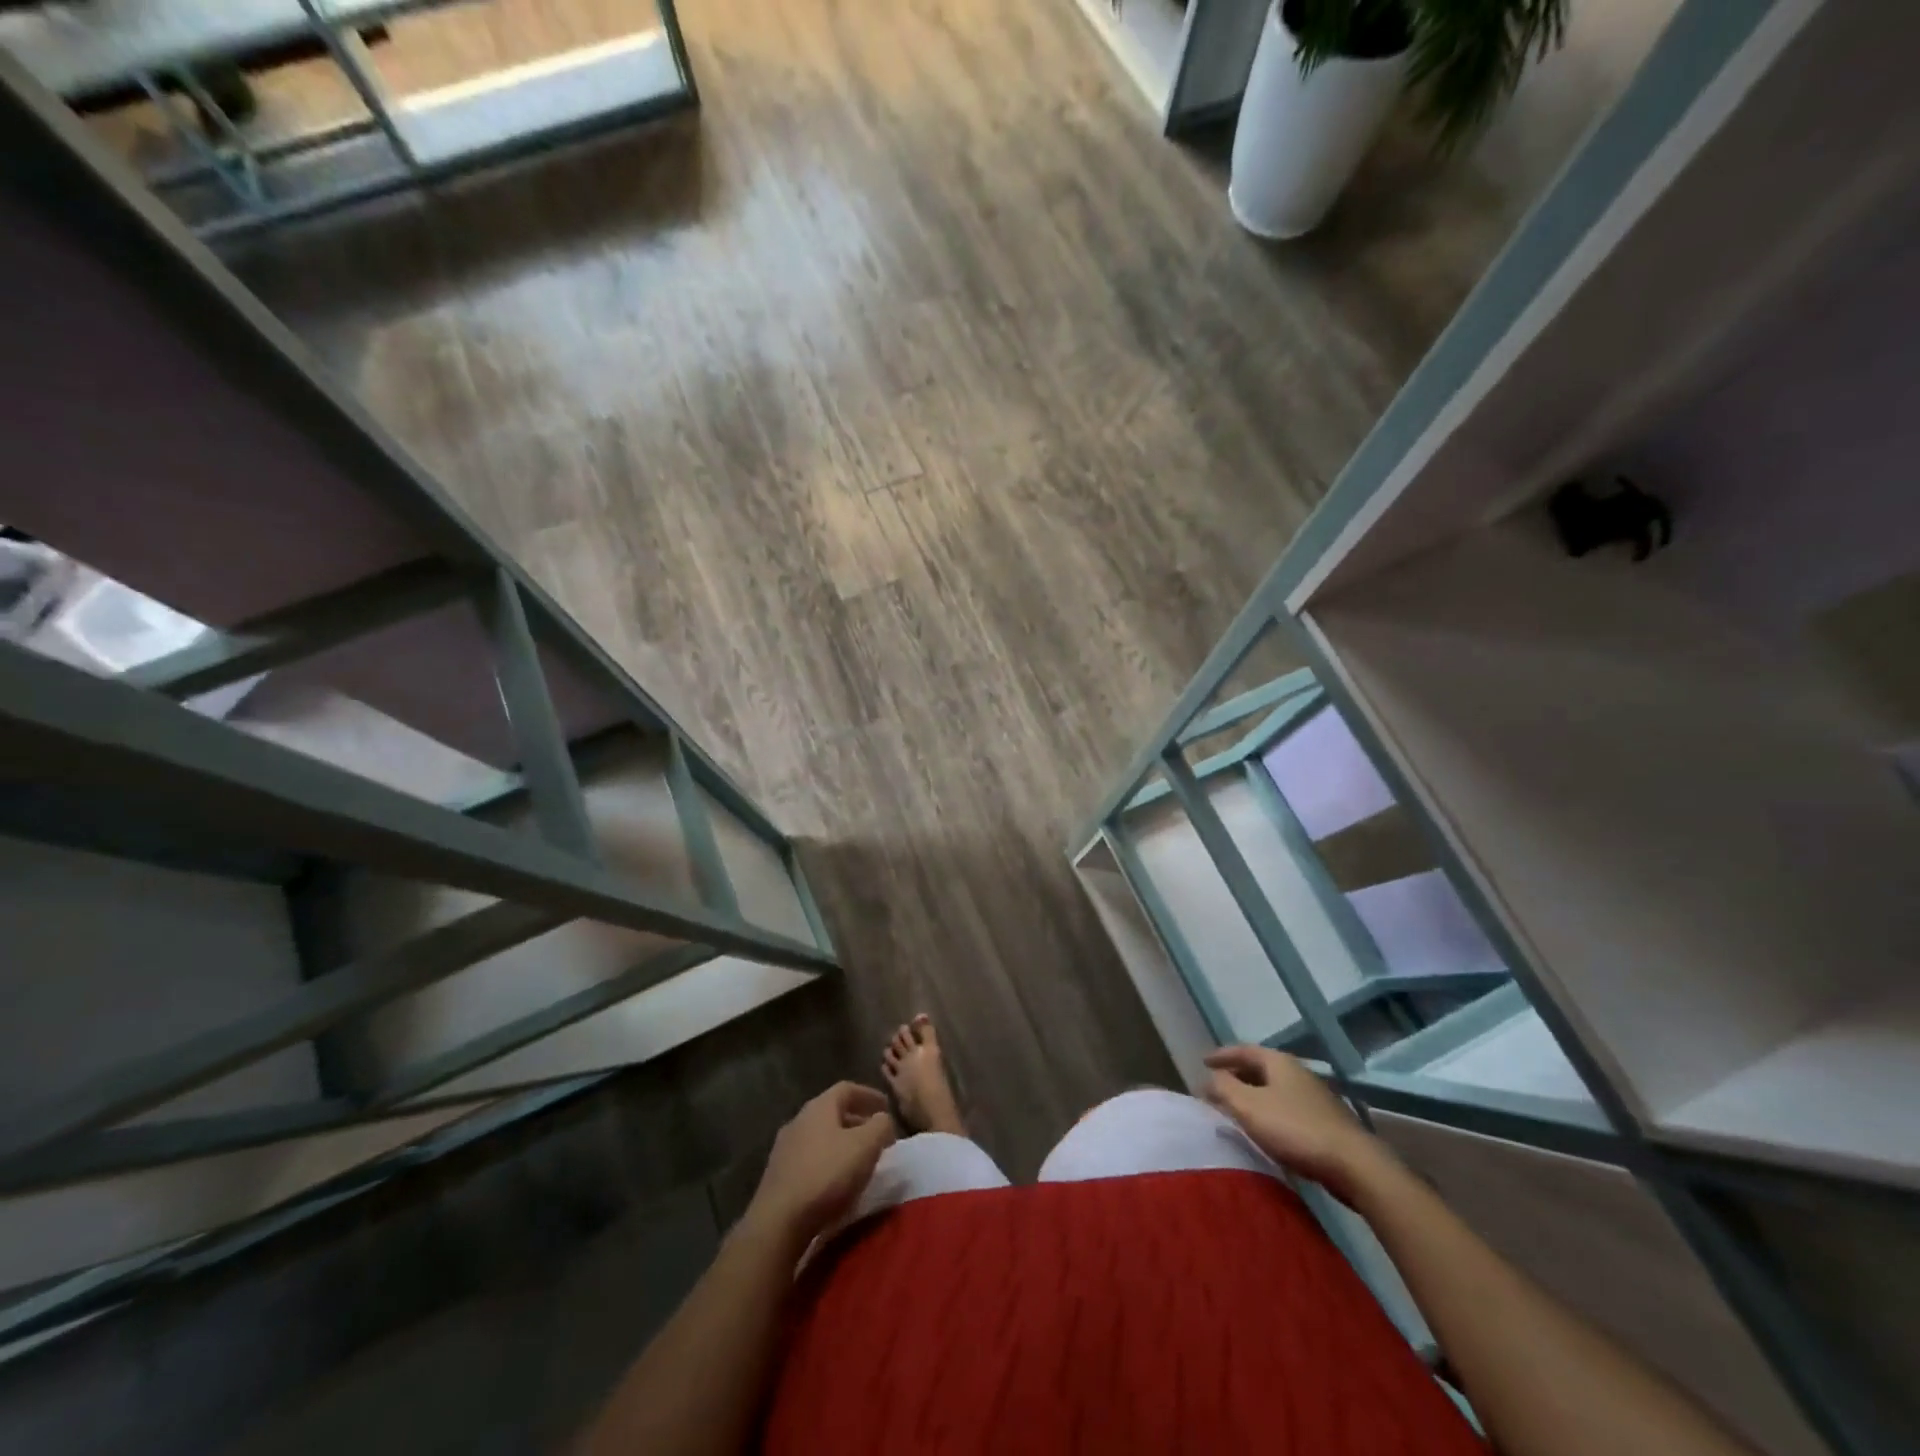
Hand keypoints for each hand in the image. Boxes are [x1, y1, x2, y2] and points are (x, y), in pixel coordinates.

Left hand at [746, 1082, 896, 1245]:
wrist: (778, 1221)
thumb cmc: (827, 1175)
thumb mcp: (865, 1146)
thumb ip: (880, 1126)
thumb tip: (882, 1119)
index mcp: (819, 1107)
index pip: (847, 1089)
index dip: (869, 1095)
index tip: (886, 1107)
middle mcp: (799, 1120)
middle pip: (832, 1112)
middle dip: (856, 1121)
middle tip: (875, 1136)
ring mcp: (784, 1148)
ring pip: (820, 1136)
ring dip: (841, 1142)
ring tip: (858, 1160)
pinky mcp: (778, 1175)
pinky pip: (809, 1158)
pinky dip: (827, 1161)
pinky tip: (835, 1181)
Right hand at [1203, 1045, 1386, 1202]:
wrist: (1354, 1165)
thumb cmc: (1295, 1129)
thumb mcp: (1248, 1106)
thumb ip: (1224, 1088)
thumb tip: (1209, 1078)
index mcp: (1278, 1062)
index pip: (1243, 1050)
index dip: (1221, 1055)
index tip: (1203, 1062)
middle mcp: (1297, 1072)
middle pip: (1259, 1068)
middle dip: (1236, 1075)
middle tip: (1217, 1086)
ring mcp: (1314, 1096)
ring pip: (1274, 1088)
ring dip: (1253, 1094)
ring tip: (1237, 1108)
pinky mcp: (1325, 1121)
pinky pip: (1287, 1107)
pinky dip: (1269, 1110)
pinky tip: (1266, 1128)